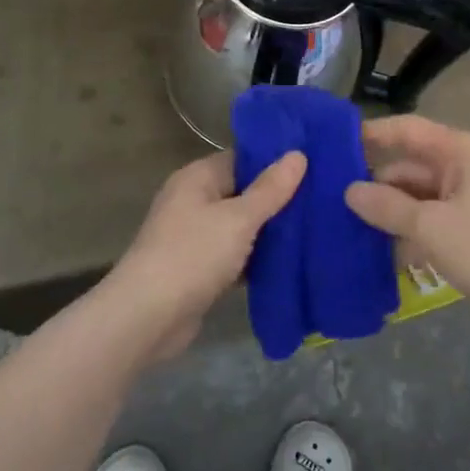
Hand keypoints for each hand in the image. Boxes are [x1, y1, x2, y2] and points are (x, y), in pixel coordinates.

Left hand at [110, 149, 305, 358]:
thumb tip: (298, 154)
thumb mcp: (239, 218)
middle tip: (321, 200)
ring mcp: (193, 237)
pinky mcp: (198, 269)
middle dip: (276, 199)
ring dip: (268, 232)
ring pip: (239, 227)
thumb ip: (270, 189)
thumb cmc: (193, 254)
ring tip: (314, 229)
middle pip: (242, 193)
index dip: (275, 162)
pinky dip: (255, 259)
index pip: (242, 159)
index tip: (313, 167)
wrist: (148, 316)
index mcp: (197, 178)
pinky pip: (233, 256)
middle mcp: (192, 201)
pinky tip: (288, 263)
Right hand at [345, 116, 469, 338]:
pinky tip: (383, 254)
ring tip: (349, 229)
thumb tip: (349, 191)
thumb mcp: (430, 227)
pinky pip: (434, 220)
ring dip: (392, 213)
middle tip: (332, 200)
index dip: (373, 134)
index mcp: (464, 151)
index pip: (409, 130)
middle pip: (413, 166)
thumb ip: (386, 207)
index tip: (333, 145)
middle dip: (377, 184)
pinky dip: (412, 233)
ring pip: (421, 197)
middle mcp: (469, 167)